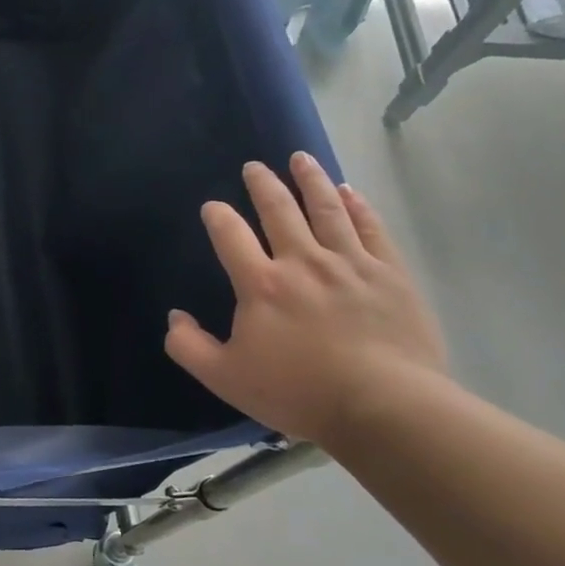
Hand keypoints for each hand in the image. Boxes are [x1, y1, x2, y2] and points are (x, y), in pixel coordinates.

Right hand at [164, 153, 446, 446]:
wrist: (384, 407)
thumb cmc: (298, 392)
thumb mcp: (225, 378)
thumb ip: (189, 346)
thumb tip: (174, 317)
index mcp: (261, 284)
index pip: (230, 235)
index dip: (217, 216)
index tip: (212, 206)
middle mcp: (302, 261)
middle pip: (279, 211)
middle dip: (263, 185)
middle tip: (254, 167)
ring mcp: (350, 263)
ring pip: (326, 209)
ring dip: (310, 180)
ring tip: (300, 159)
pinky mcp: (389, 273)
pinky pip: (370, 228)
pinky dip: (357, 206)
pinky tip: (348, 191)